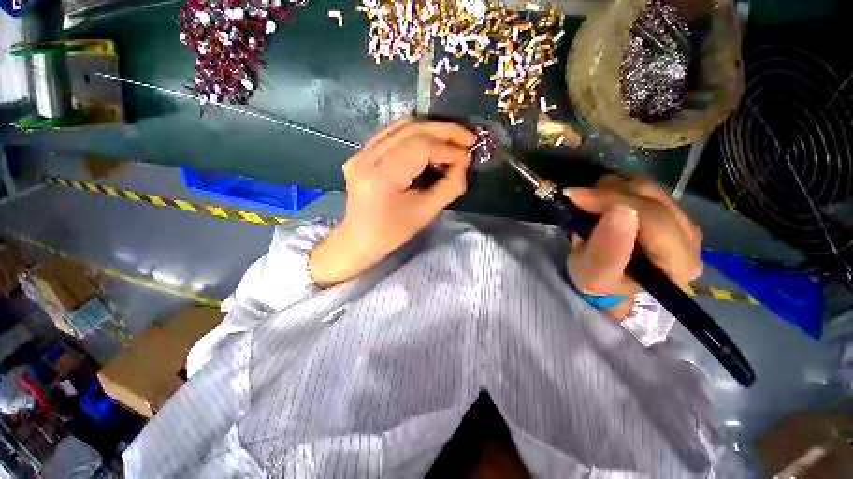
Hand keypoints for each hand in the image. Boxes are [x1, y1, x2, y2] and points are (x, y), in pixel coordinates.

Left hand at [309, 118, 475, 286]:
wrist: (360, 239)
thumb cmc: (393, 233)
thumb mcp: (426, 213)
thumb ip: (450, 186)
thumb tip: (464, 160)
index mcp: (381, 177)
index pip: (420, 147)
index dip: (447, 148)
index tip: (468, 154)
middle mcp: (367, 157)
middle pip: (411, 129)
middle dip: (444, 131)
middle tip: (468, 138)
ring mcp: (361, 153)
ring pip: (402, 126)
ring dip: (432, 130)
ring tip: (453, 139)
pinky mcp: (361, 153)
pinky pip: (392, 134)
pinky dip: (416, 134)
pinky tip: (431, 143)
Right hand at [565, 176, 702, 319]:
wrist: (611, 289)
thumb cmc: (602, 288)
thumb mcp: (595, 277)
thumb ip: (607, 251)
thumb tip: (620, 211)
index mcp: (679, 263)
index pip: (653, 218)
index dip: (613, 201)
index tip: (575, 197)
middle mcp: (690, 240)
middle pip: (653, 198)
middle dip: (609, 194)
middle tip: (576, 199)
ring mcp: (682, 223)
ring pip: (649, 189)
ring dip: (612, 190)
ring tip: (587, 203)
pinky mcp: (670, 214)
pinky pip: (645, 190)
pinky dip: (617, 191)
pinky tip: (601, 204)